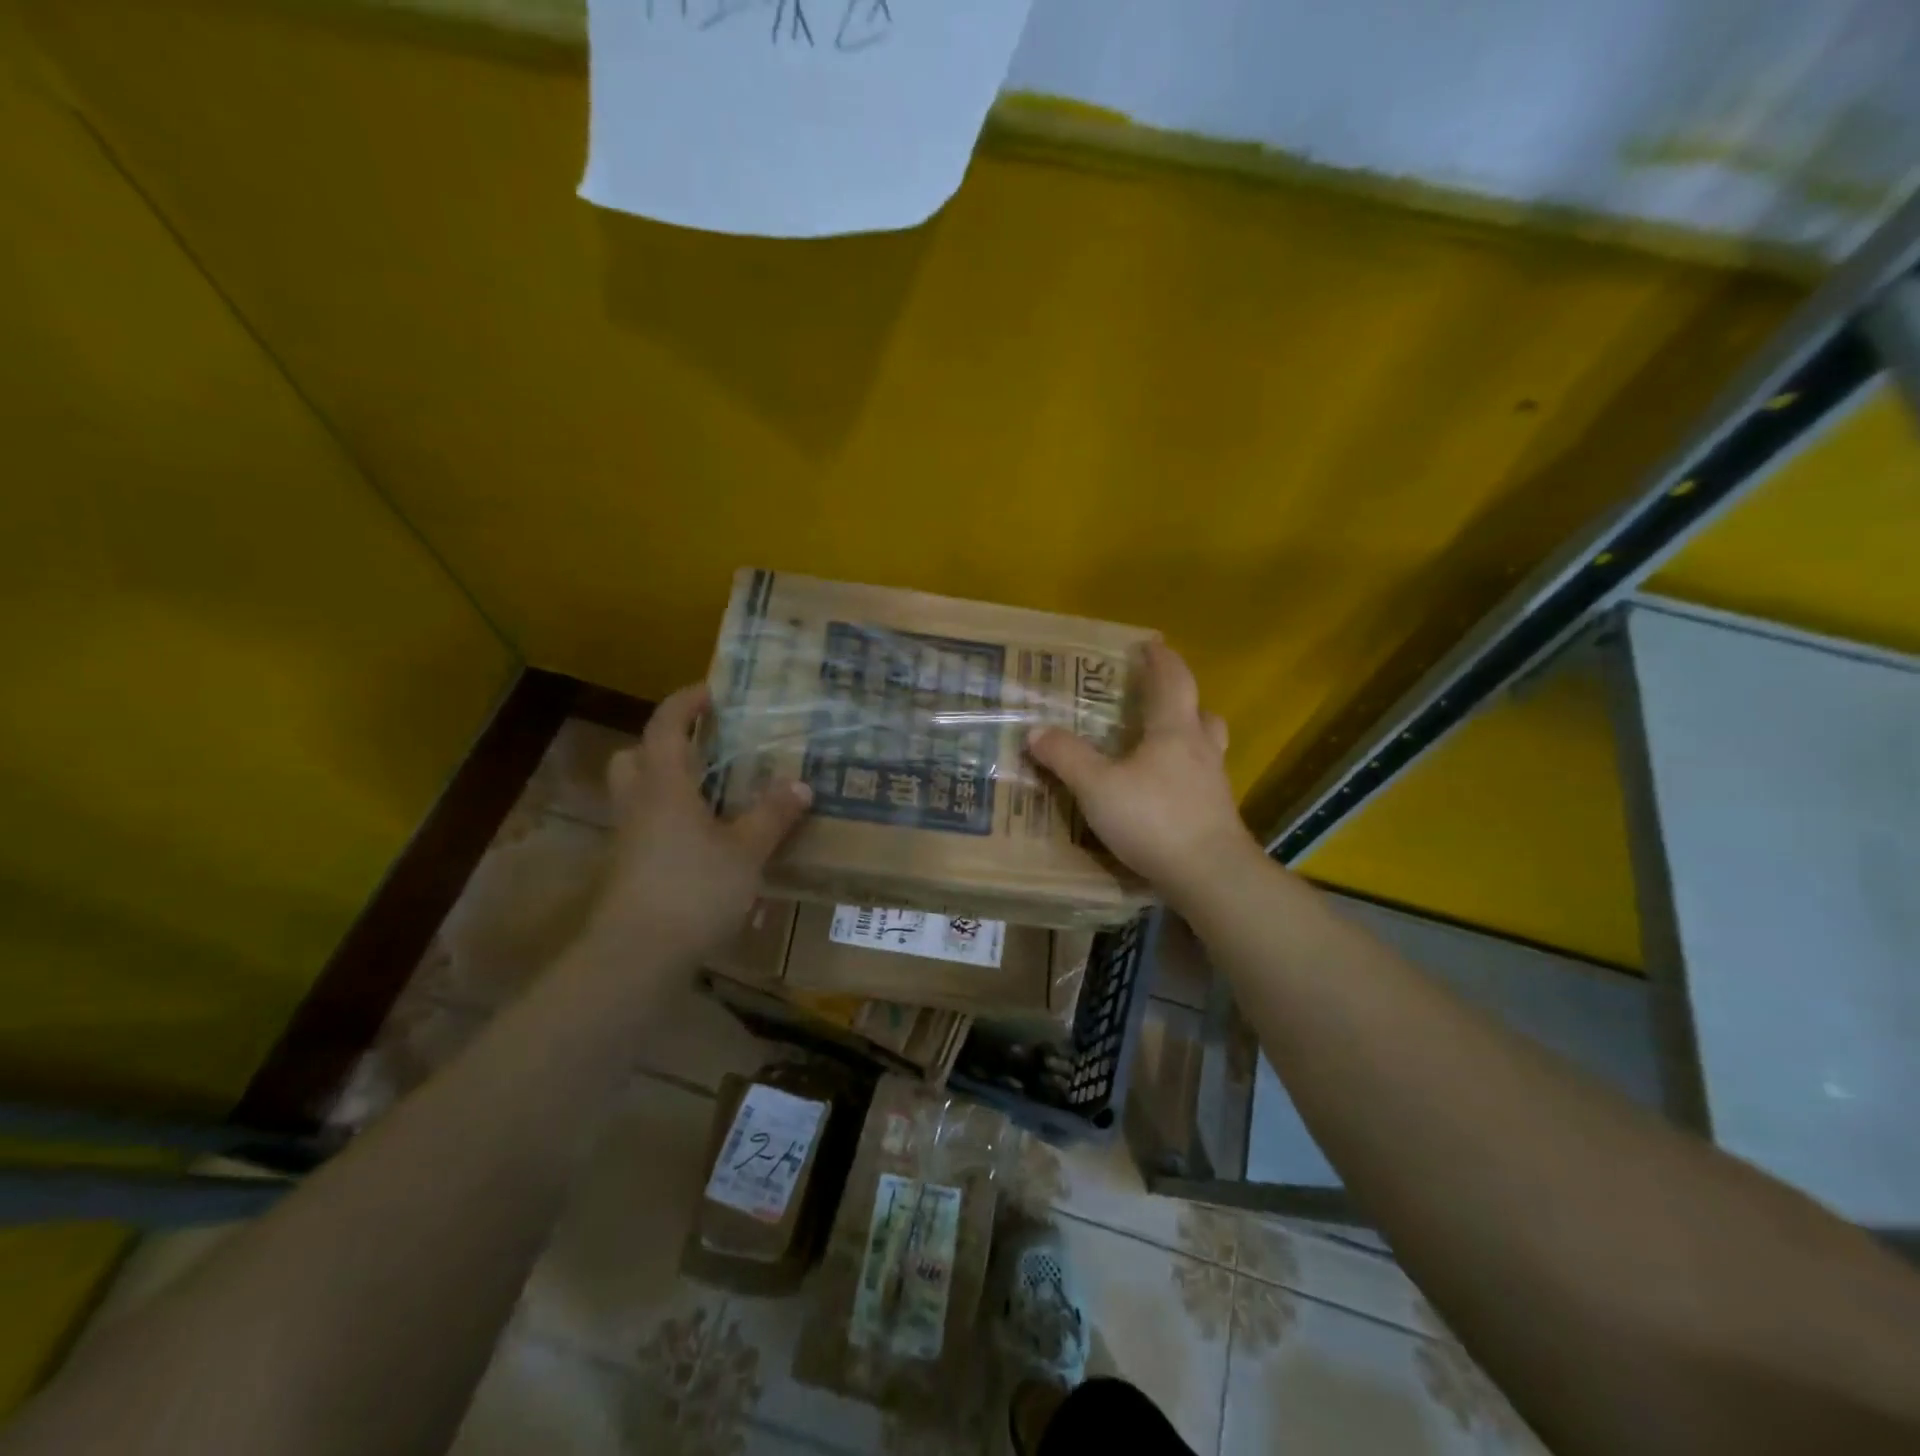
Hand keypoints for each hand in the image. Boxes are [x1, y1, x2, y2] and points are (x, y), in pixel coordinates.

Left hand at [575, 682, 811, 966]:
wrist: (636, 957)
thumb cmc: (693, 891)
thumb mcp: (746, 852)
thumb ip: (772, 816)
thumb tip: (800, 784)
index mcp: (663, 786)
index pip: (665, 727)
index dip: (685, 704)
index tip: (711, 692)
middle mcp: (638, 805)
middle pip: (634, 757)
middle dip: (664, 744)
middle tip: (703, 748)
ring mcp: (628, 840)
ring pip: (637, 794)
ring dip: (666, 782)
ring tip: (712, 793)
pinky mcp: (629, 870)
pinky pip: (646, 827)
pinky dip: (670, 820)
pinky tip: (705, 841)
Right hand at [1026, 641, 1260, 907]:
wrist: (1210, 875)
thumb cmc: (1154, 819)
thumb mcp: (1096, 786)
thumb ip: (1066, 757)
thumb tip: (1035, 731)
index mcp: (1174, 731)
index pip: (1172, 681)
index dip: (1160, 660)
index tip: (1150, 645)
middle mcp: (1201, 750)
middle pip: (1200, 712)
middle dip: (1181, 700)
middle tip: (1157, 701)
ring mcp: (1214, 784)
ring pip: (1206, 747)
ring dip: (1188, 737)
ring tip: (1160, 746)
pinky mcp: (1217, 815)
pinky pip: (1201, 781)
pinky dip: (1184, 775)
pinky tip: (1164, 792)